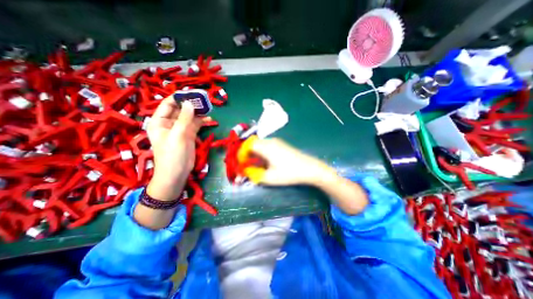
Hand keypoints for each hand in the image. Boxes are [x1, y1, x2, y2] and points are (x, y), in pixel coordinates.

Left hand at [147, 98, 210, 200]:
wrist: (177, 173)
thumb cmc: (172, 155)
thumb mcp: (178, 135)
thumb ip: (184, 119)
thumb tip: (190, 103)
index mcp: (159, 121)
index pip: (168, 104)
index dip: (179, 98)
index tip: (192, 93)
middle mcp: (169, 123)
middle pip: (180, 109)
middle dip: (191, 104)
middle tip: (204, 100)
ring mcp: (180, 129)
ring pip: (189, 116)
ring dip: (198, 112)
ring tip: (208, 108)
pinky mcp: (189, 135)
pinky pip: (195, 124)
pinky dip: (202, 121)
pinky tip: (210, 119)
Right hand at [243, 137, 333, 185]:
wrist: (310, 168)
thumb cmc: (289, 173)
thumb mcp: (270, 177)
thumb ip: (254, 174)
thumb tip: (245, 172)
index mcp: (266, 147)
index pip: (247, 145)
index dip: (241, 154)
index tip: (240, 164)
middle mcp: (270, 141)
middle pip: (252, 144)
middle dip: (246, 154)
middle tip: (246, 166)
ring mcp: (277, 142)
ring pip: (259, 145)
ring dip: (254, 154)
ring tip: (254, 166)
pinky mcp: (281, 144)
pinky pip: (266, 146)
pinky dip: (261, 153)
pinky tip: (265, 162)